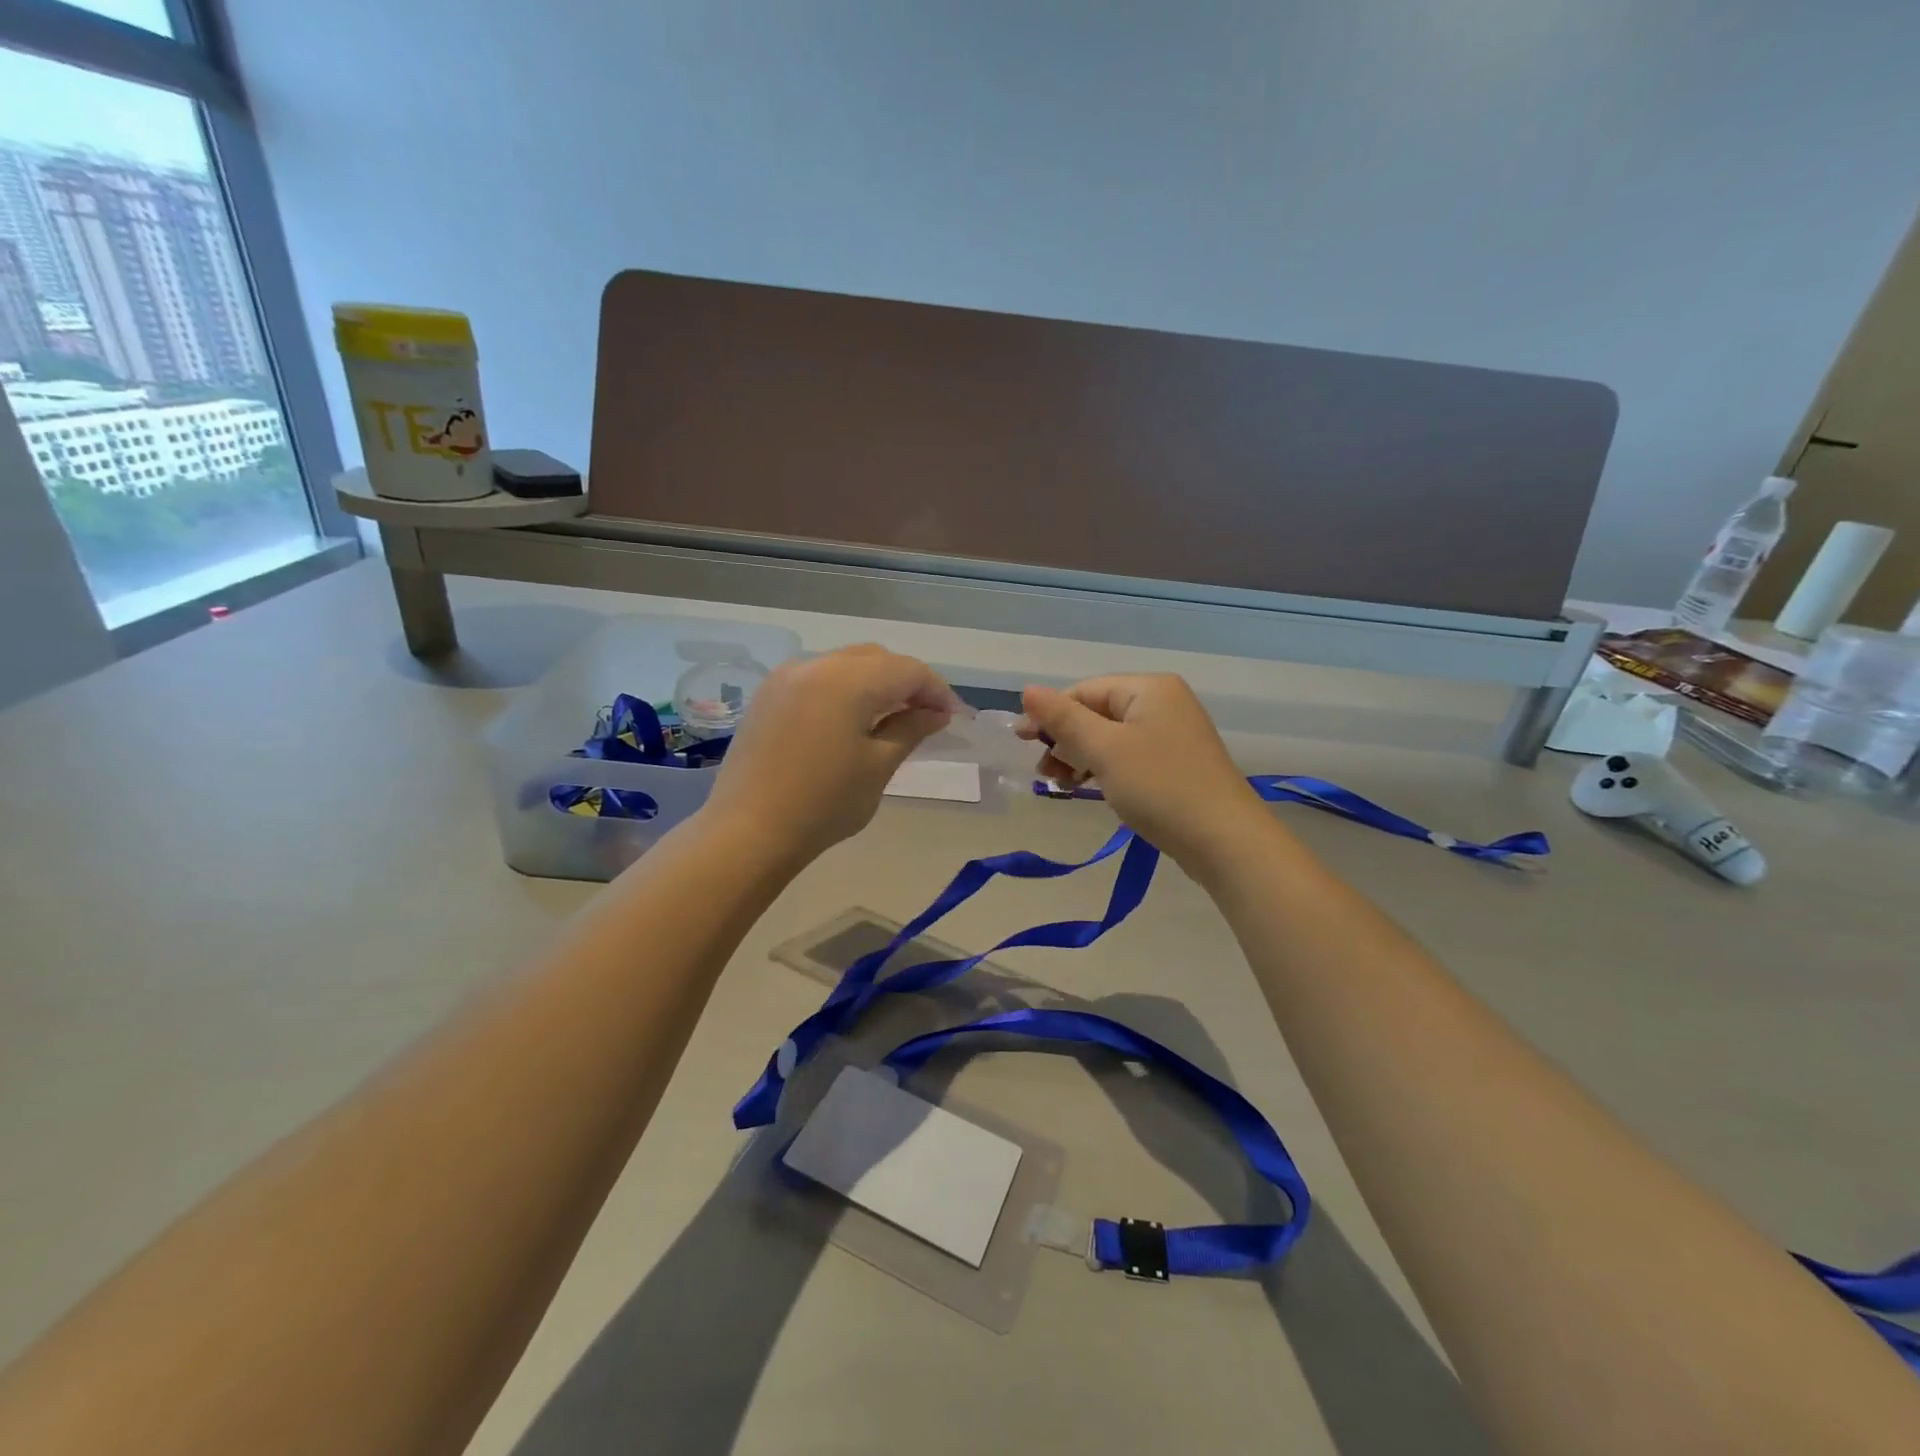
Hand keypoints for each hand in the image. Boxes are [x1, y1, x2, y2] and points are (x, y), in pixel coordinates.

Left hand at [704, 645, 965, 864]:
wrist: (747, 831)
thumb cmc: (823, 804)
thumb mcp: (878, 767)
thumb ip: (910, 729)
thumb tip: (935, 712)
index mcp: (847, 680)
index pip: (907, 670)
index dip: (936, 690)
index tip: (952, 717)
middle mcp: (815, 665)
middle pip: (876, 658)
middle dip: (906, 682)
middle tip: (926, 716)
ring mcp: (786, 677)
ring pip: (845, 664)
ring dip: (875, 682)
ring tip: (891, 716)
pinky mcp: (768, 694)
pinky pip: (818, 677)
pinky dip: (844, 688)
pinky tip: (851, 718)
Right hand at [1017, 675, 1265, 865]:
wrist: (1225, 841)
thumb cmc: (1160, 787)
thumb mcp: (1104, 750)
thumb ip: (1063, 719)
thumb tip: (1027, 690)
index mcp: (1149, 688)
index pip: (1084, 691)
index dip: (1050, 715)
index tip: (1021, 743)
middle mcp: (1163, 703)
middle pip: (1097, 712)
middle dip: (1065, 740)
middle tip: (1044, 773)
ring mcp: (1172, 734)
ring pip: (1111, 737)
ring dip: (1080, 757)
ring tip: (1060, 785)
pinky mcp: (1176, 764)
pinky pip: (1128, 756)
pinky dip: (1104, 769)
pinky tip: (1089, 788)